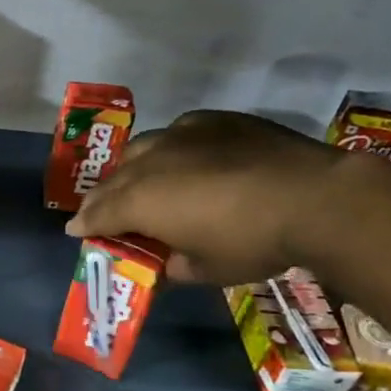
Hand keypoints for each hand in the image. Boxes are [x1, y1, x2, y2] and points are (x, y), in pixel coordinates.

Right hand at [65, 110, 365, 284]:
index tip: (76, 231)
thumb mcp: (206, 270)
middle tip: (100, 211)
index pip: (99, 213)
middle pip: (113, 180)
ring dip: (131, 169)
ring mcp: (182, 135)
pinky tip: (183, 158)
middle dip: (102, 197)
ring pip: (141, 149)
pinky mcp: (214, 121)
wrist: (315, 197)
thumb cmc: (252, 242)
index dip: (85, 224)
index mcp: (140, 201)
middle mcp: (151, 163)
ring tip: (136, 181)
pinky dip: (170, 150)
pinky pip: (178, 133)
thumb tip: (165, 264)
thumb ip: (174, 266)